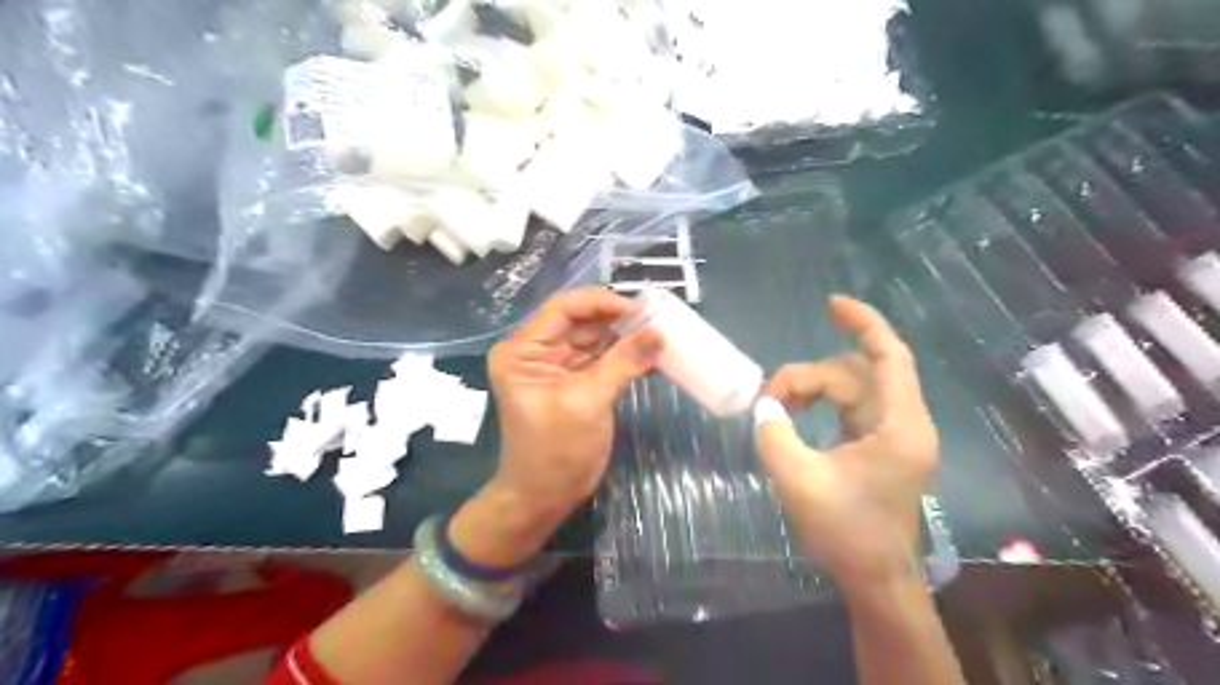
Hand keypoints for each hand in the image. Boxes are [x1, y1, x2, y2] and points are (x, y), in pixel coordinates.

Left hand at [486, 287, 661, 532]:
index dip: (601, 302)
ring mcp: (560, 367)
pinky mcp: (579, 382)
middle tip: (658, 318)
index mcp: (524, 350)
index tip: (639, 309)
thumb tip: (658, 331)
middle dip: (619, 319)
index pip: (563, 309)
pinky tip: (653, 355)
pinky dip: (628, 356)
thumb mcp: (587, 402)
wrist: (545, 497)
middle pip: (582, 321)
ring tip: (661, 333)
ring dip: (627, 336)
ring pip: (597, 338)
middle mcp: (539, 351)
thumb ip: (622, 362)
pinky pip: (605, 359)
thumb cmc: (555, 450)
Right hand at [750, 293, 937, 587]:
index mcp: (898, 427)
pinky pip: (850, 405)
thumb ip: (774, 435)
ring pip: (851, 387)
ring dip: (812, 388)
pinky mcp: (880, 444)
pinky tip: (797, 414)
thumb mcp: (798, 480)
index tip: (832, 304)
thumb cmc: (846, 532)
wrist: (875, 576)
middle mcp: (903, 422)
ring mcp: (892, 433)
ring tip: (777, 408)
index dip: (864, 323)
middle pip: (856, 373)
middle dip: (810, 376)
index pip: (889, 357)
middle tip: (770, 399)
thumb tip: (765, 407)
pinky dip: (821, 402)